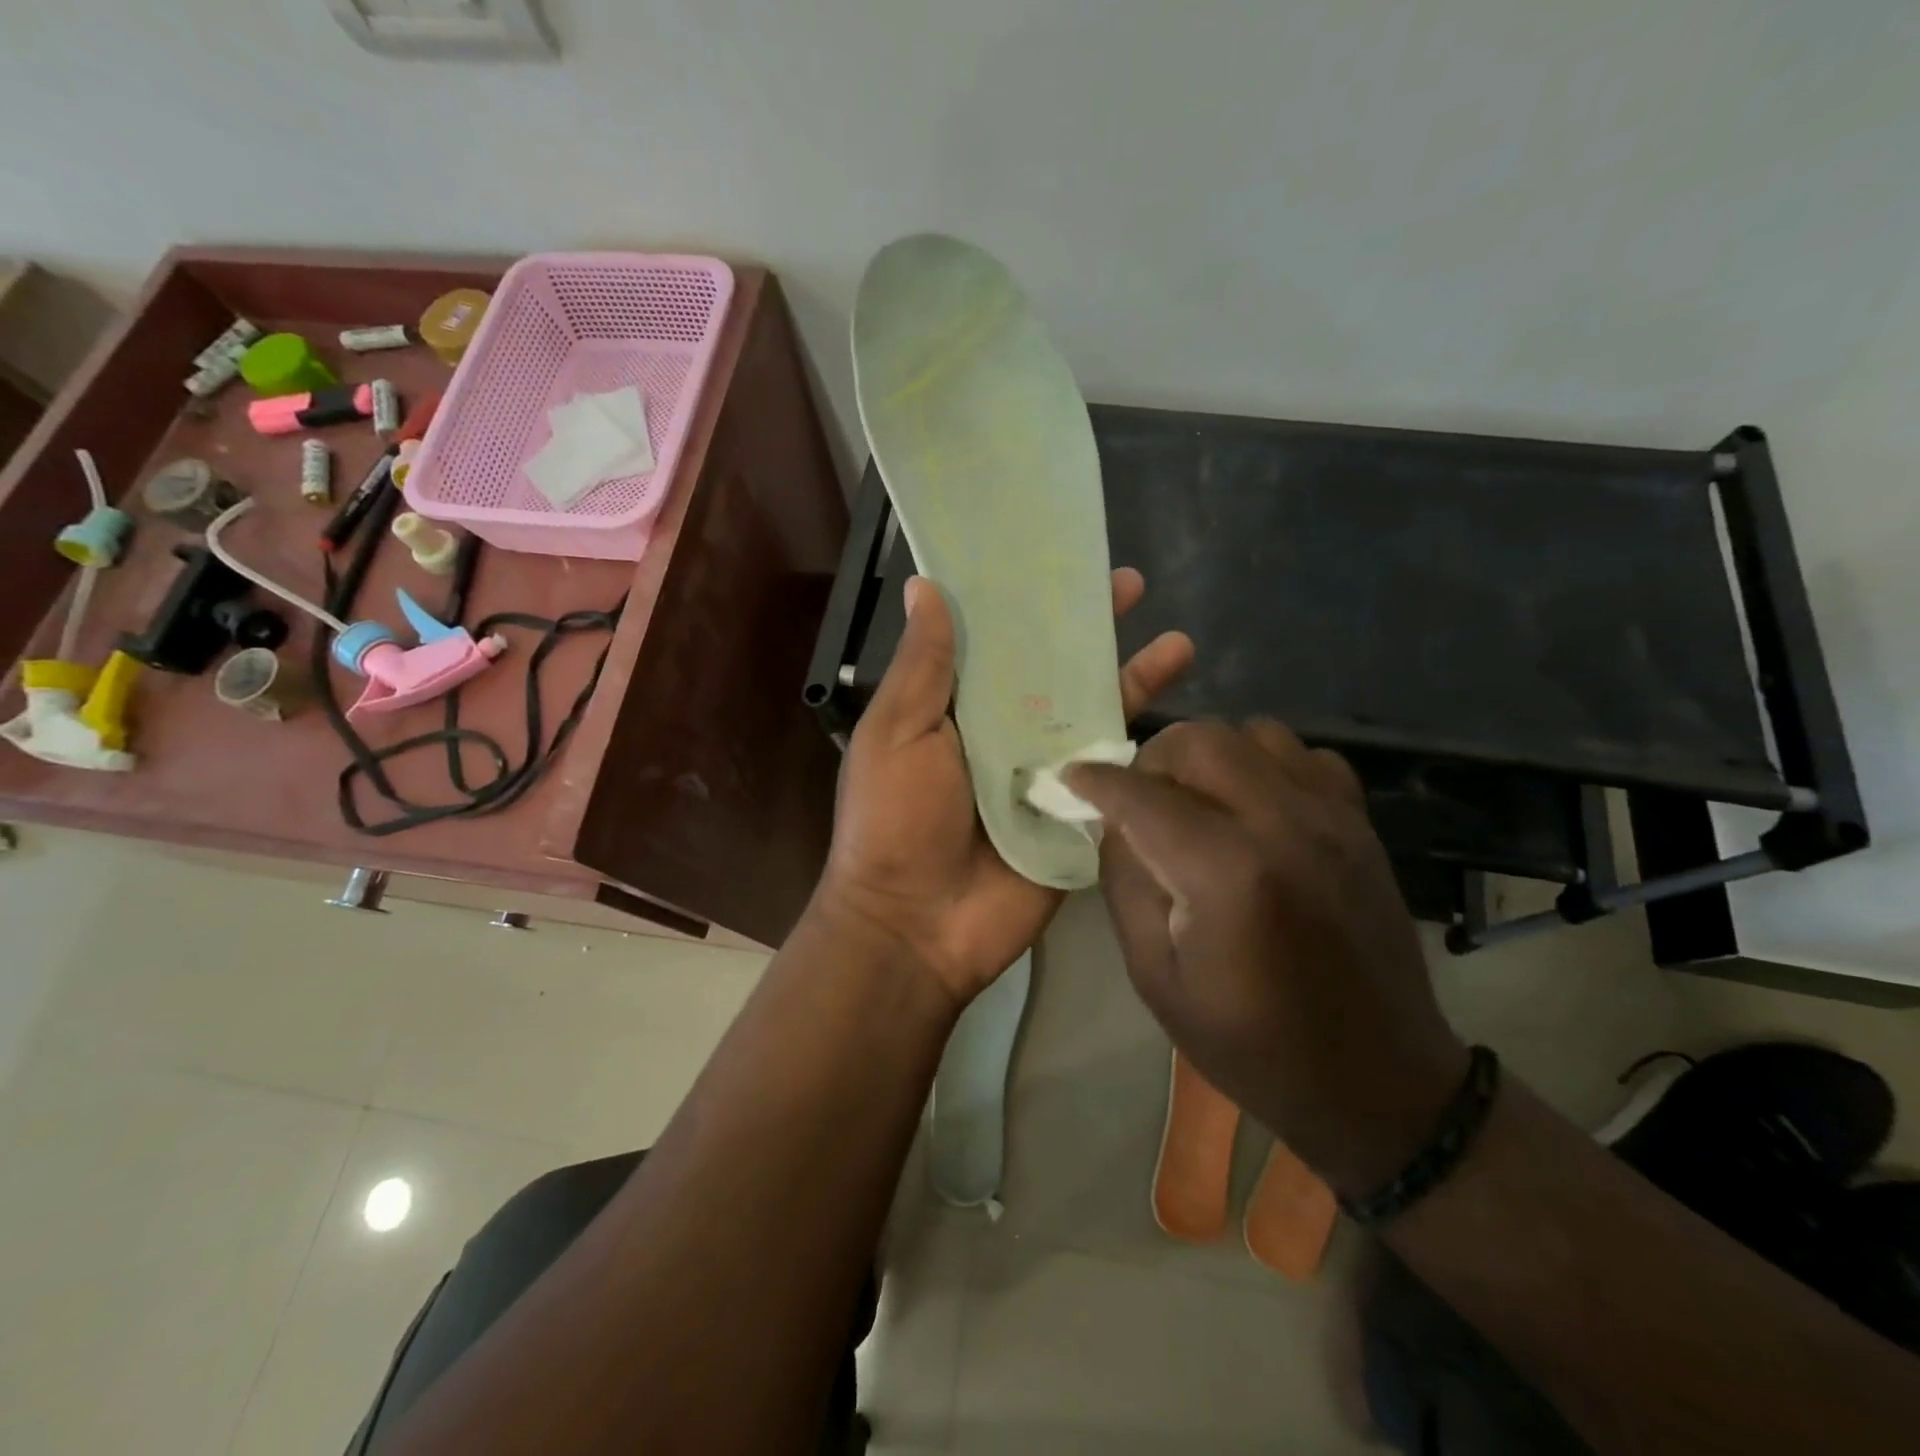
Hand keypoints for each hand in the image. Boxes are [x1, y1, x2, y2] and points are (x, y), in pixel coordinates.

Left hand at [812, 569, 1192, 1008]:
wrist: (917, 926)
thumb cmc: (894, 821)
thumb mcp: (896, 733)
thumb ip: (922, 666)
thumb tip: (926, 586)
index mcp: (958, 709)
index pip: (1001, 642)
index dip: (1029, 603)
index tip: (1061, 563)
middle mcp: (1005, 733)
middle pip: (1057, 671)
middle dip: (1093, 631)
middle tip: (1133, 586)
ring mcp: (1046, 774)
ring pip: (1094, 715)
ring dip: (1133, 679)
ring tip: (1179, 642)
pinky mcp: (1076, 816)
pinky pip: (1112, 774)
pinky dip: (1142, 746)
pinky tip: (1181, 712)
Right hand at [1066, 721, 1468, 1199]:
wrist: (1375, 1079)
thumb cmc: (1250, 1043)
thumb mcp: (1155, 975)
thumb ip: (1125, 881)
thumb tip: (1115, 820)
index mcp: (1225, 872)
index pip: (1142, 795)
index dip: (1097, 781)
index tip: (1072, 778)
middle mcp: (1283, 824)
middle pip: (1200, 740)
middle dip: (1153, 760)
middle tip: (1139, 799)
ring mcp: (1332, 817)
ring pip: (1254, 732)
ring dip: (1210, 757)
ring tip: (1196, 801)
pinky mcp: (1361, 824)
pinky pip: (1305, 756)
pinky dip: (1268, 766)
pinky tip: (1256, 809)